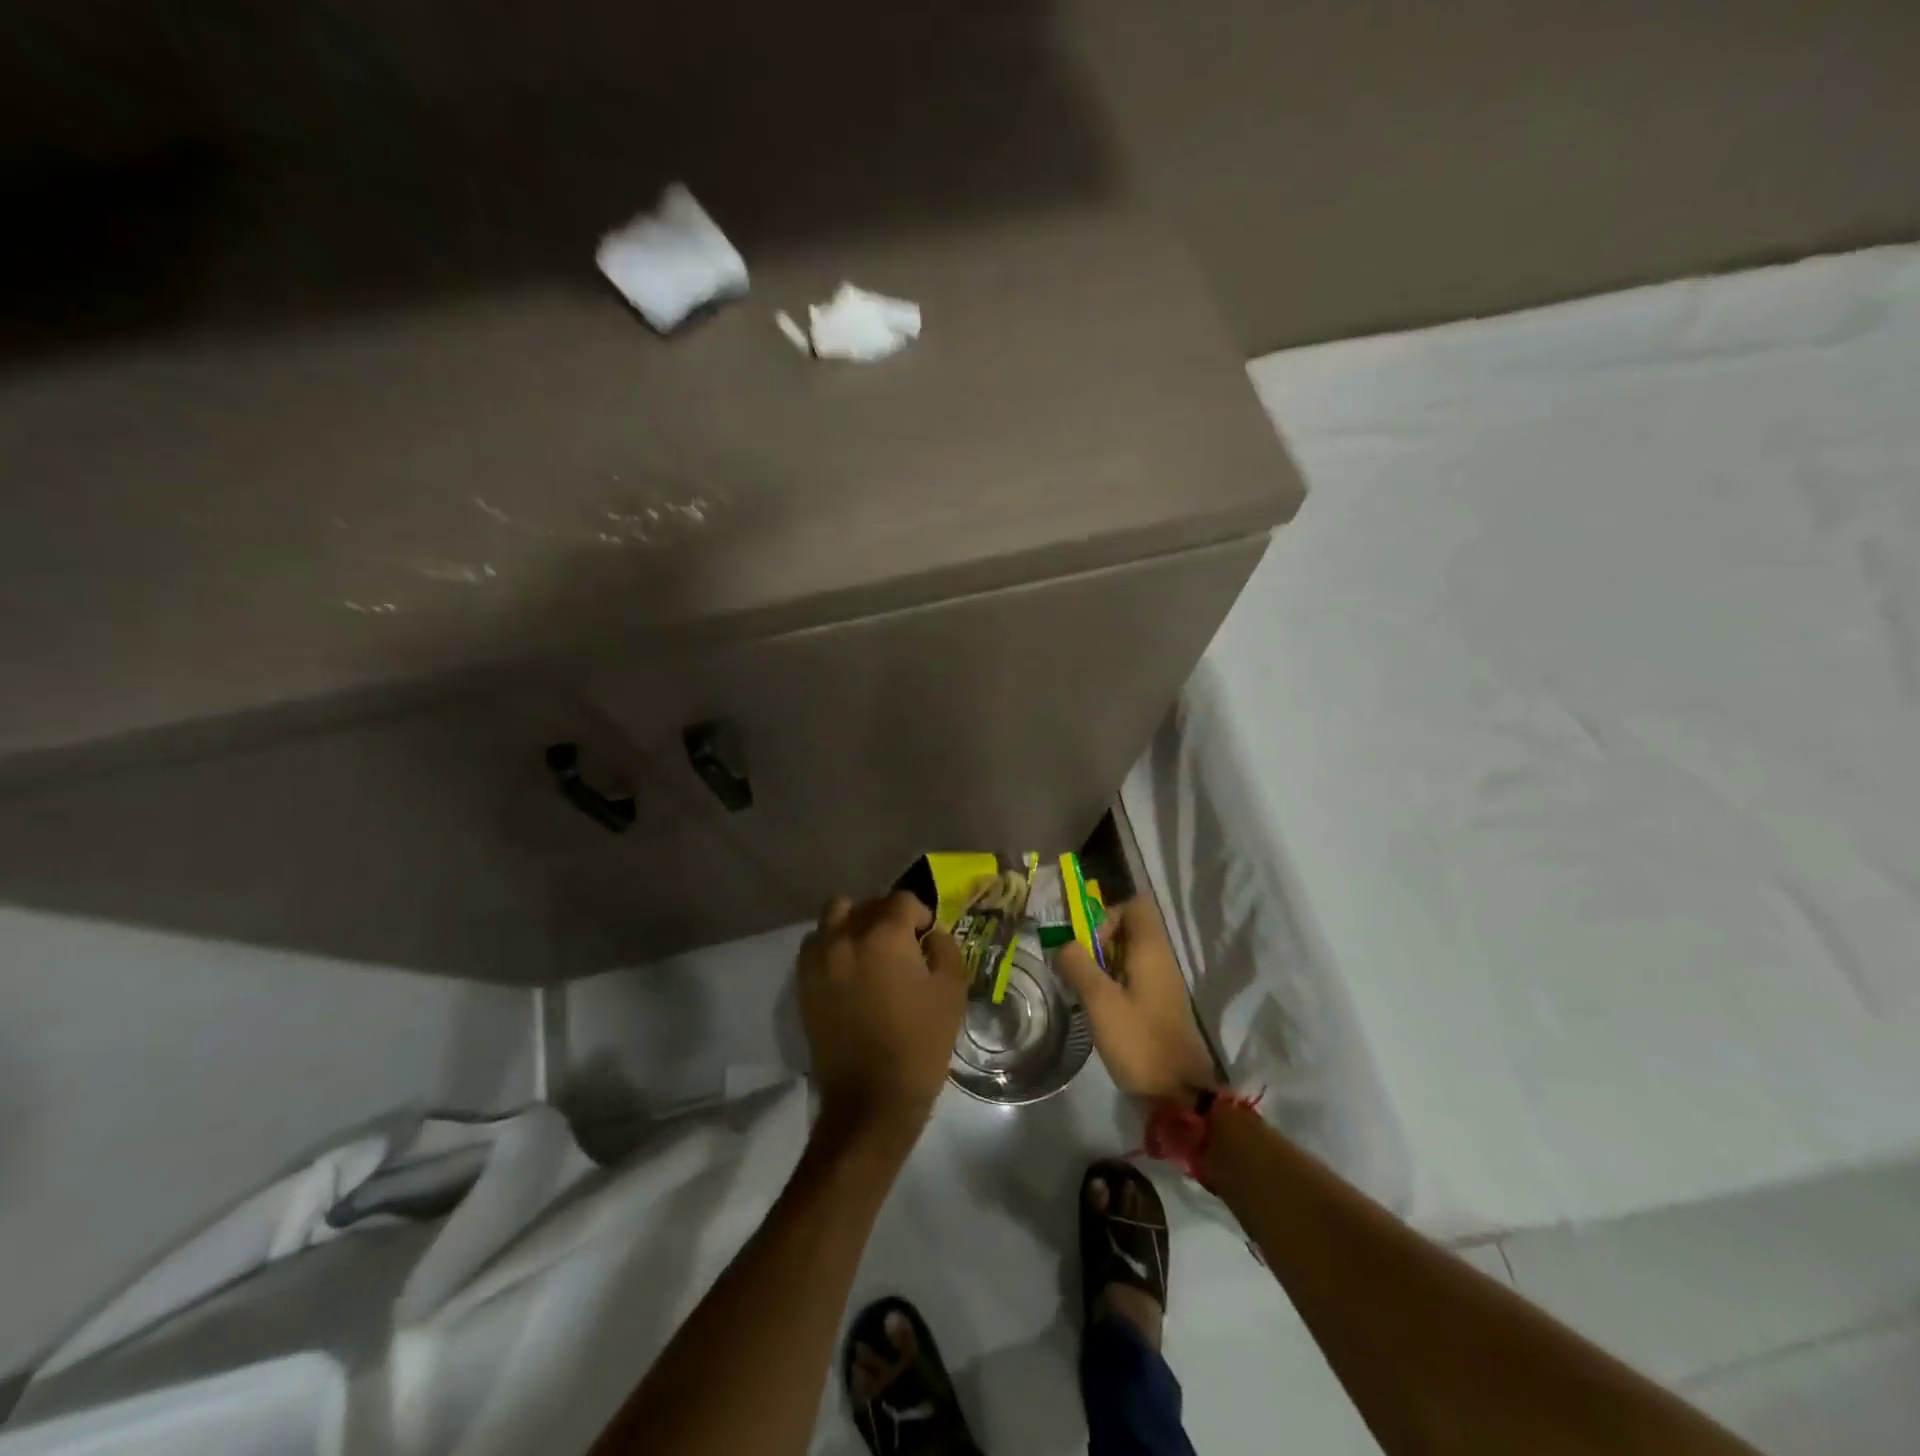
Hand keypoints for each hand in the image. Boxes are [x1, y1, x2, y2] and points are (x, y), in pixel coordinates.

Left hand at [798, 892, 968, 1153]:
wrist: (871, 1099)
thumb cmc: (920, 1043)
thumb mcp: (952, 991)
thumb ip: (945, 949)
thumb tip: (930, 935)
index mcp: (884, 935)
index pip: (902, 900)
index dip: (920, 914)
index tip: (927, 938)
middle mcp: (846, 936)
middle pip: (867, 904)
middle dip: (888, 915)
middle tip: (902, 943)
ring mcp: (819, 959)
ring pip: (834, 915)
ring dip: (854, 922)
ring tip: (870, 950)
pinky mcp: (803, 983)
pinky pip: (815, 944)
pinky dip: (831, 944)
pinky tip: (848, 969)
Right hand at [1055, 898, 1220, 1101]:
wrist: (1179, 1094)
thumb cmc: (1139, 1041)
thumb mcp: (1100, 1002)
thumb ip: (1078, 965)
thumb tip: (1063, 944)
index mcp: (1151, 949)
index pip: (1134, 905)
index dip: (1107, 915)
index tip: (1088, 945)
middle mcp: (1161, 959)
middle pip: (1129, 928)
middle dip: (1098, 942)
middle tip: (1078, 969)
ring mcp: (1162, 983)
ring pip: (1128, 955)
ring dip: (1102, 965)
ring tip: (1082, 990)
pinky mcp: (1159, 1005)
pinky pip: (1133, 978)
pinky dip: (1113, 984)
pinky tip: (1098, 1009)